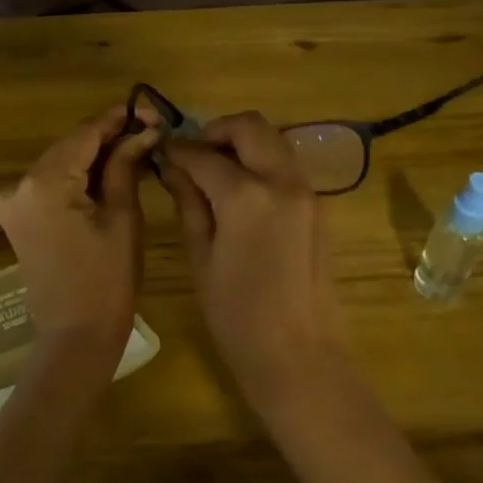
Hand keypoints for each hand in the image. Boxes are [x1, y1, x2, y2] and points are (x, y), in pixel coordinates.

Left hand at [0, 104, 158, 361]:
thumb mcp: (123, 216)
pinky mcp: (18, 215)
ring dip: (95, 154)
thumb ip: (126, 165)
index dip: (119, 118)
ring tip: (136, 148)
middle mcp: (19, 184)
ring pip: (62, 161)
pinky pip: (52, 181)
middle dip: (109, 135)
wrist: (75, 335)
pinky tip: (110, 172)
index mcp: (45, 182)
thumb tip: (144, 130)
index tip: (150, 110)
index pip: (85, 133)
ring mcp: (13, 200)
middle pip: (71, 144)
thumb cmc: (108, 279)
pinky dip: (79, 174)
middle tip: (149, 129)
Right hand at [160, 112, 348, 419]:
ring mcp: (307, 191)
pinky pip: (287, 165)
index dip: (179, 150)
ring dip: (243, 143)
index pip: (204, 155)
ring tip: (216, 170)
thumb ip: (189, 203)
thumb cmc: (237, 316)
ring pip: (274, 140)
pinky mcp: (319, 206)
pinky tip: (242, 191)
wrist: (299, 355)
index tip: (162, 152)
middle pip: (250, 127)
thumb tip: (174, 168)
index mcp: (246, 196)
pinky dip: (263, 162)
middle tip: (194, 153)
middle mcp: (282, 181)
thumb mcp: (201, 258)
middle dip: (217, 130)